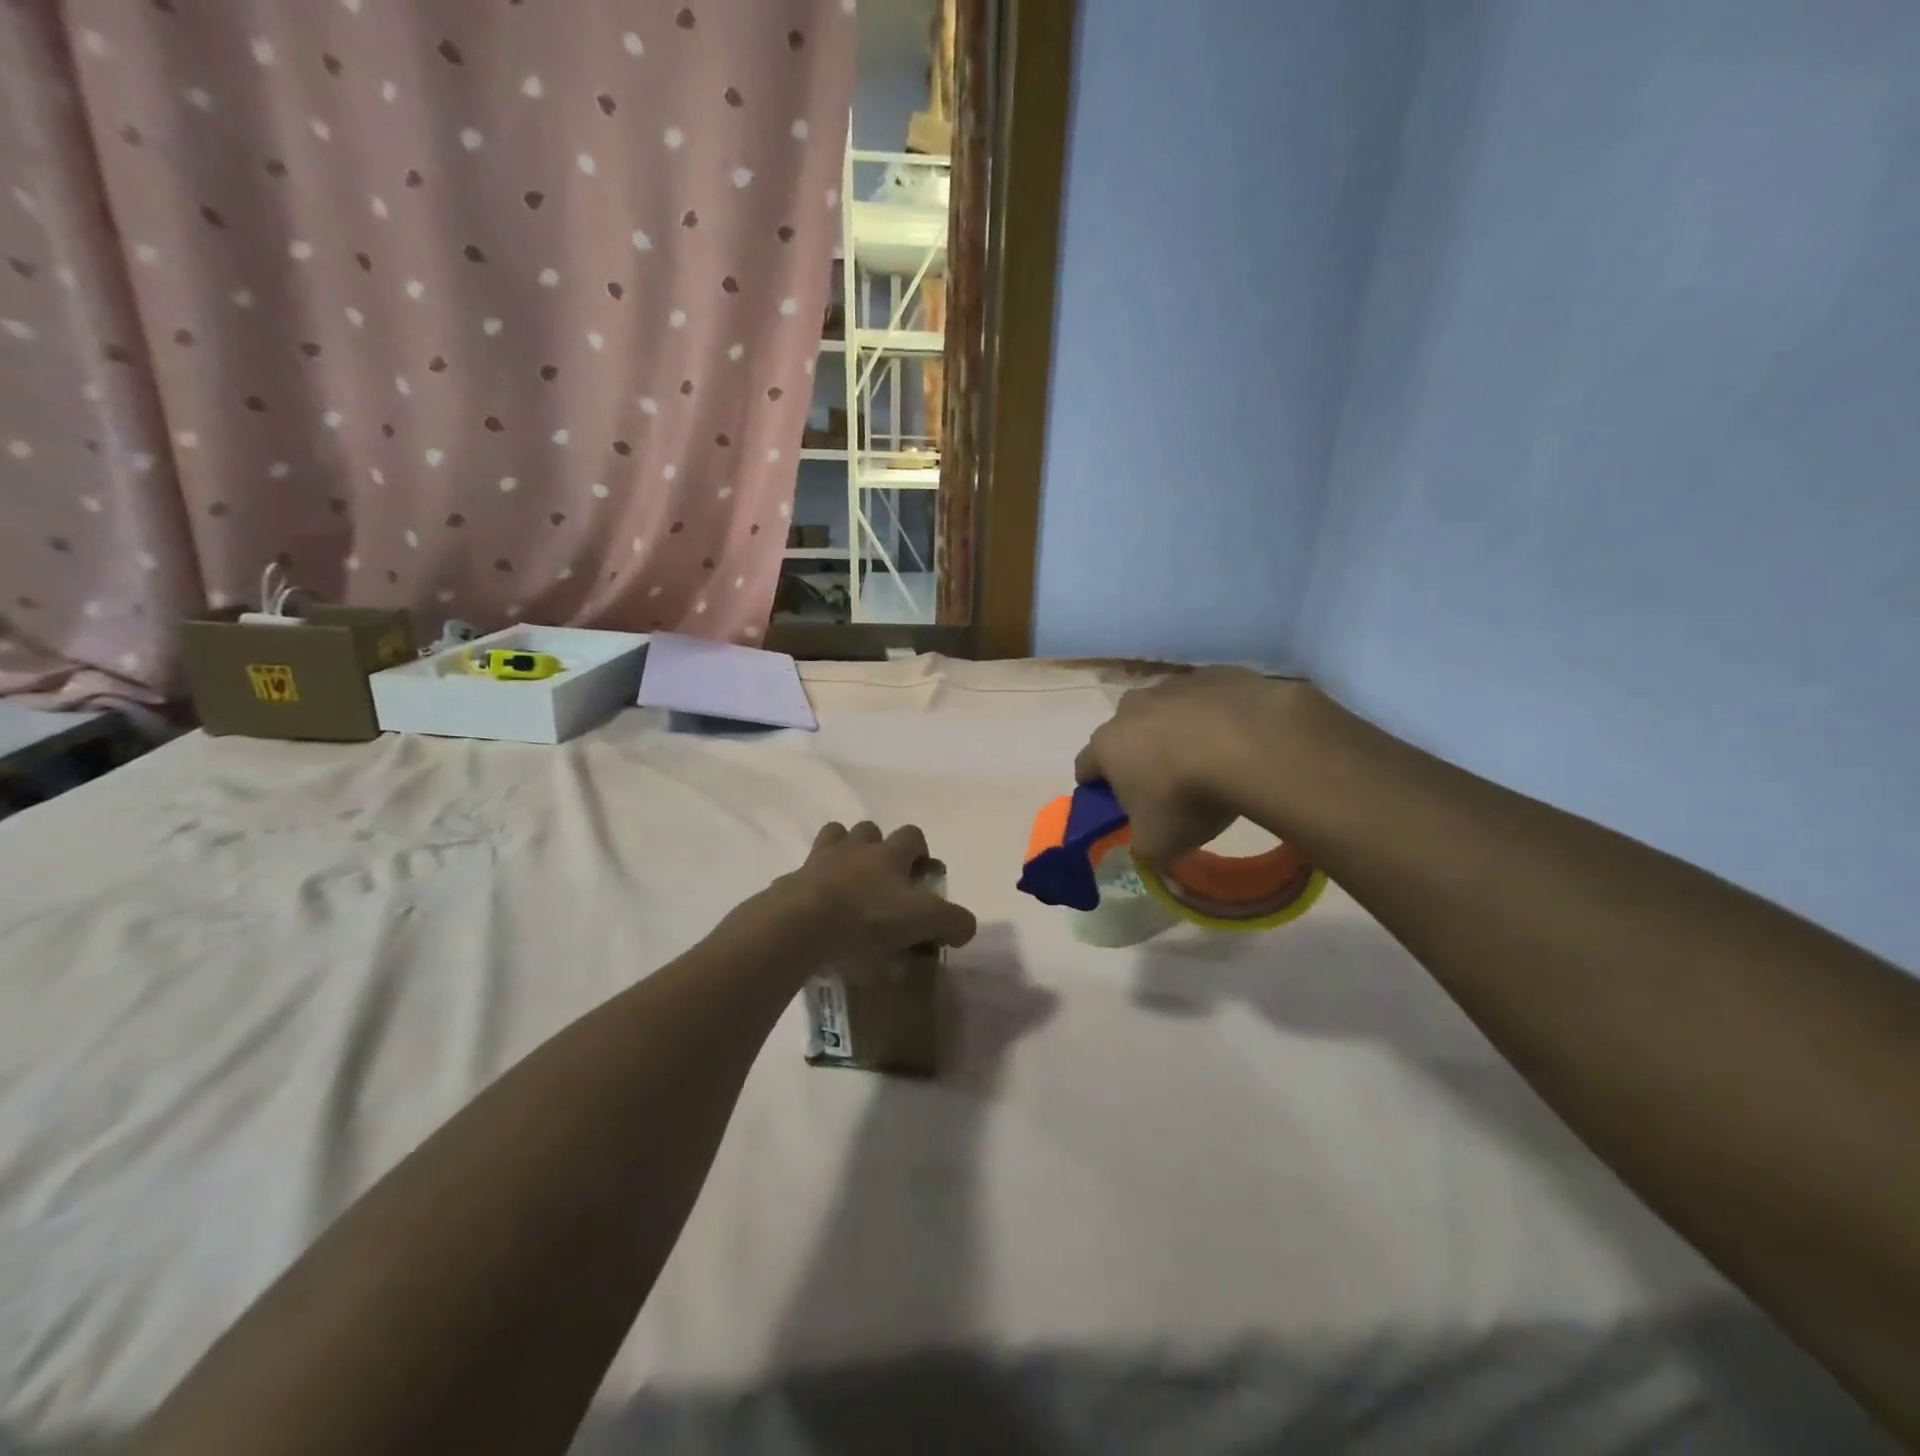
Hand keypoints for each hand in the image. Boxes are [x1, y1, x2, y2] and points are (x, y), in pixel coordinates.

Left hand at [768, 821, 977, 964]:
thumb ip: (952, 921)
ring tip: (846, 884)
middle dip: (876, 847)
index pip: (912, 835)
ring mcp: (818, 862)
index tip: (921, 873)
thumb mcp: (923, 921)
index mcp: (888, 854)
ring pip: (832, 839)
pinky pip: (802, 876)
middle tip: (882, 880)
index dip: (920, 850)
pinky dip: (810, 887)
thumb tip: (965, 926)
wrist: (801, 925)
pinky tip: (815, 912)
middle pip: (868, 830)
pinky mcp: (790, 883)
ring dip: (841, 853)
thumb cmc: (868, 918)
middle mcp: (854, 848)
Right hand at [1074, 668, 1297, 865]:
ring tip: (1207, 759)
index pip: (1085, 766)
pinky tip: (1237, 738)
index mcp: (1107, 745)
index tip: (1115, 804)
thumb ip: (1142, 846)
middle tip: (1165, 785)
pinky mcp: (1214, 675)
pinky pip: (1206, 698)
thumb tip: (1144, 844)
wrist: (1252, 745)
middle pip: (1124, 733)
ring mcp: (1172, 685)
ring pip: (1165, 711)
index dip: (1097, 787)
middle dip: (1137, 755)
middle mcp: (1131, 708)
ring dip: (1175, 731)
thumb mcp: (1158, 844)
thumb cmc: (1188, 798)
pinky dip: (1213, 715)